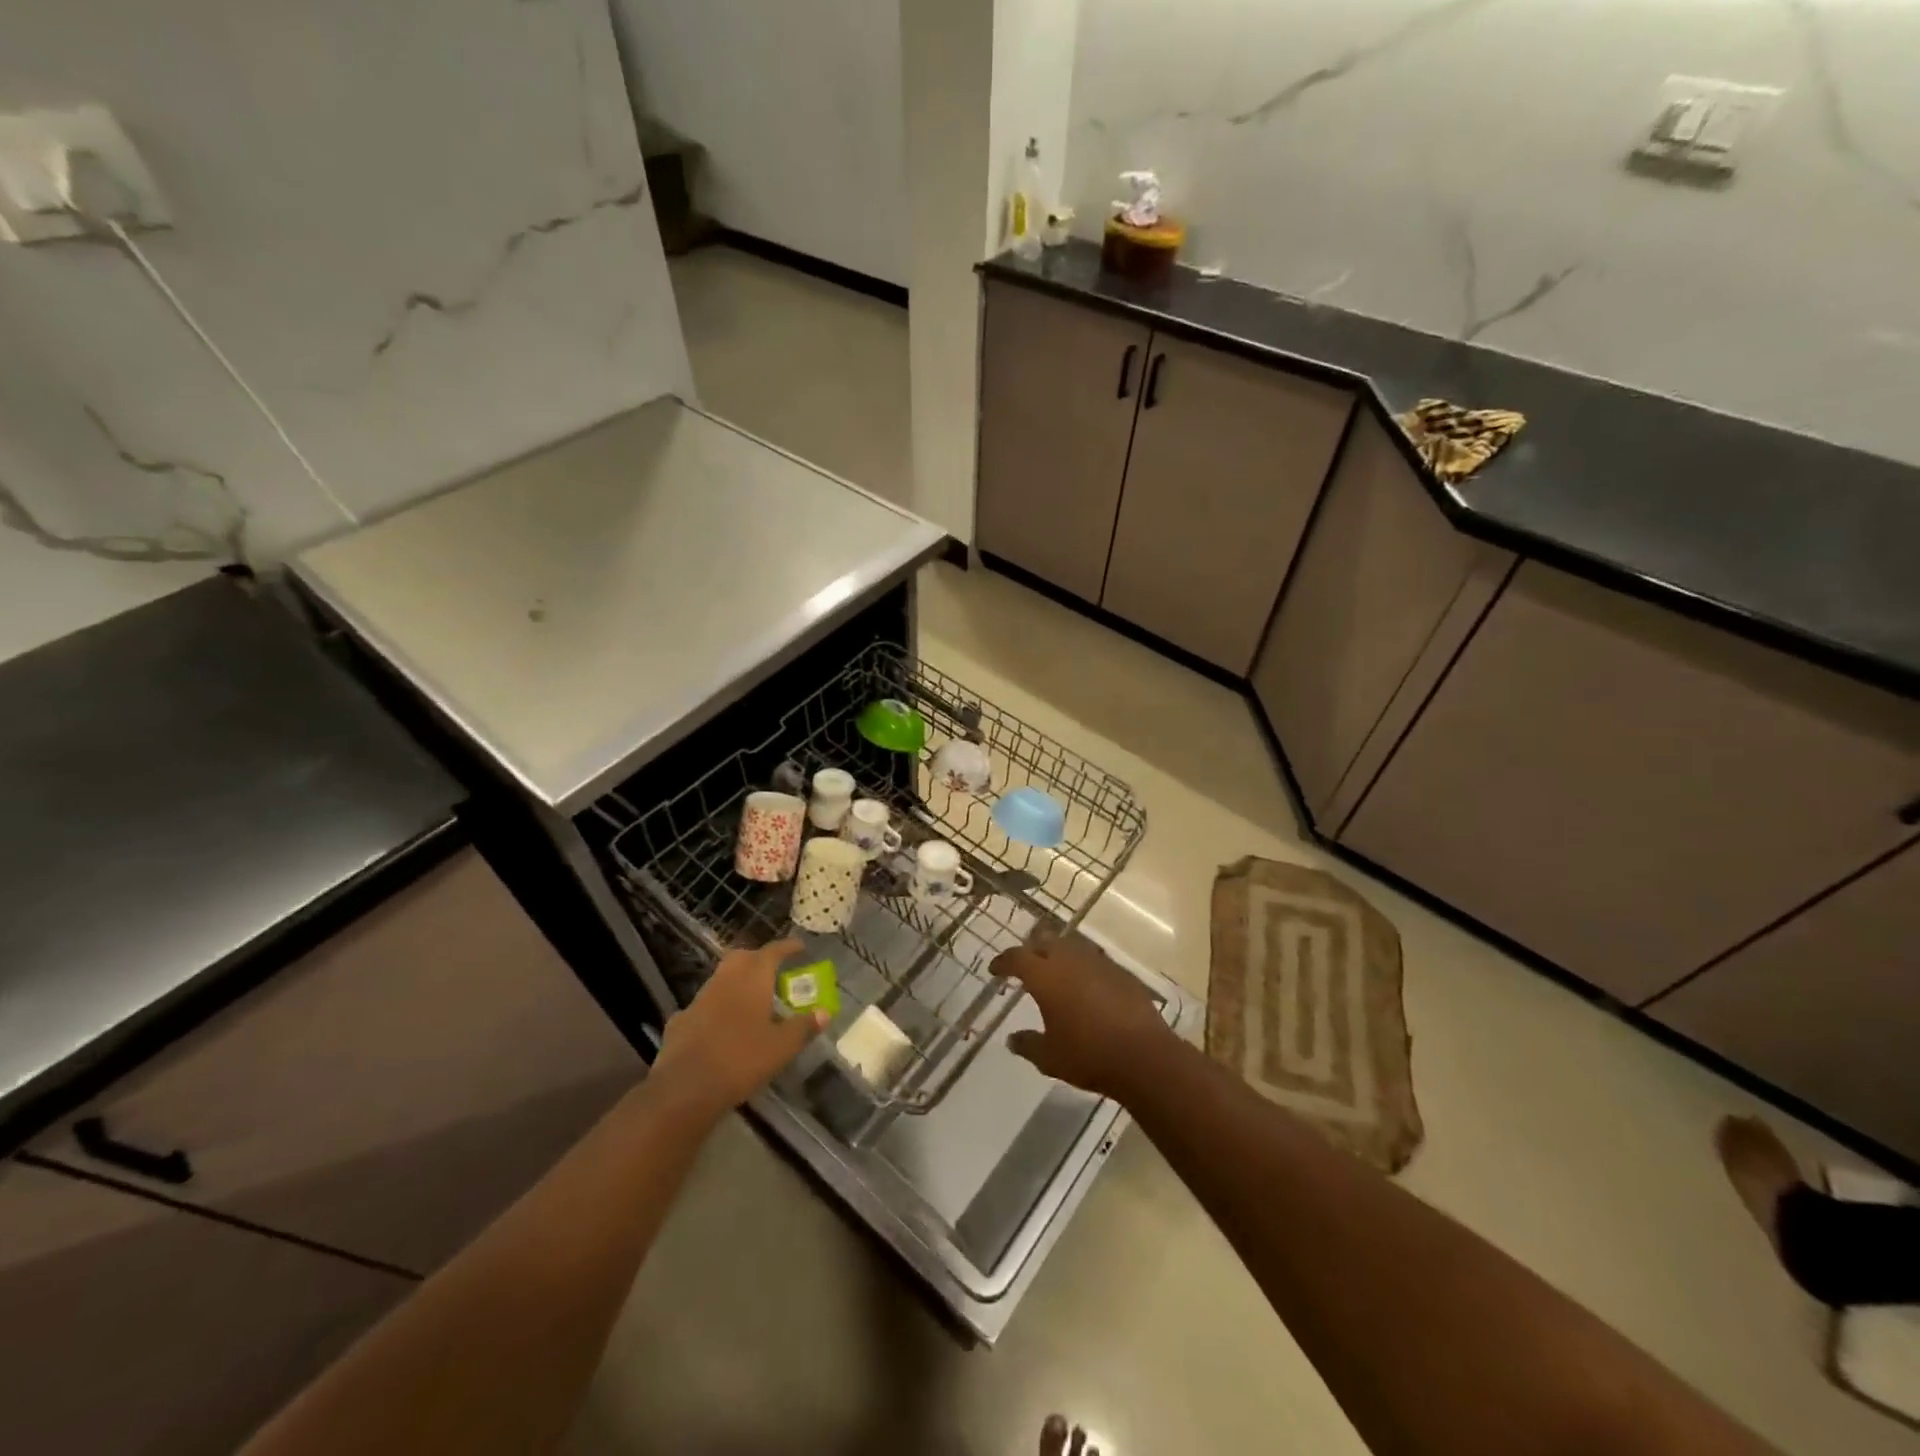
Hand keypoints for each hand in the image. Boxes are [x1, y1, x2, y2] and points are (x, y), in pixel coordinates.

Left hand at [652, 939, 823, 1116]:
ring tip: (751, 1000)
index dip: (787, 947)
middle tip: (773, 970)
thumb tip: (824, 1012)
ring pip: (720, 979)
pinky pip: (703, 1006)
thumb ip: (803, 1027)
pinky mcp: (680, 1022)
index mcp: (752, 979)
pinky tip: (720, 1027)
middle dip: (758, 959)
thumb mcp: (782, 1047)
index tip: (800, 947)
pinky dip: (715, 1009)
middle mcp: (724, 981)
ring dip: (736, 982)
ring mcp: (699, 1000)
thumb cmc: (742, 1060)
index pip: (772, 951)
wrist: (685, 1089)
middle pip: (742, 957)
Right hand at [991, 934, 1167, 1098]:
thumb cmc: (1088, 1055)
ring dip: (1059, 953)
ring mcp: (1098, 962)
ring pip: (1072, 946)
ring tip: (1055, 970)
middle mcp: (1070, 960)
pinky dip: (1083, 966)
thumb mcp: (1049, 1057)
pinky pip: (1094, 959)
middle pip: (1045, 941)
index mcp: (1045, 976)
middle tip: (1025, 965)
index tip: (995, 969)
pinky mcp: (1121, 972)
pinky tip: (1086, 983)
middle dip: (1031, 949)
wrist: (1143, 1055)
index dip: (1003, 961)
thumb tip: (1012, 1039)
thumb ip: (1027, 1044)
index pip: (1017, 958)